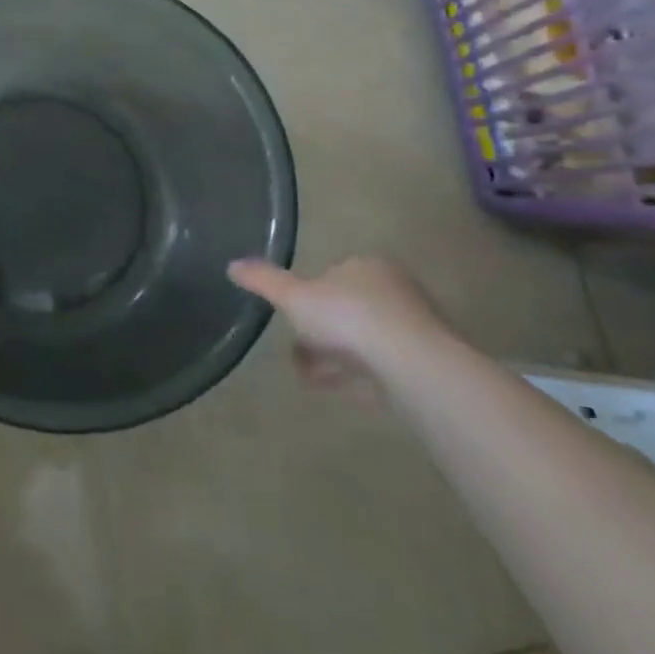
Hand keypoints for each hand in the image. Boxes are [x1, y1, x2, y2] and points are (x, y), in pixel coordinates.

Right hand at [227, 256, 452, 395]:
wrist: (411, 363)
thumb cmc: (348, 317)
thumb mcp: (293, 296)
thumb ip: (263, 281)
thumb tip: (232, 264)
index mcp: (365, 266)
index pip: (331, 275)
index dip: (306, 296)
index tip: (291, 318)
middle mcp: (393, 290)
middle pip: (345, 309)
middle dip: (318, 331)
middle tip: (296, 350)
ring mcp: (412, 328)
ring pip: (361, 340)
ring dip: (332, 356)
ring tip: (307, 376)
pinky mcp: (422, 363)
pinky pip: (378, 366)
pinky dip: (353, 375)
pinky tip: (333, 389)